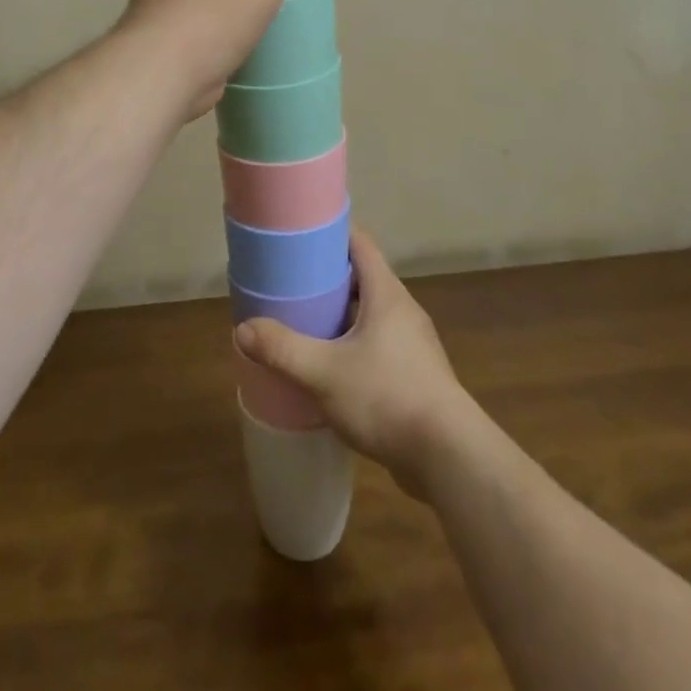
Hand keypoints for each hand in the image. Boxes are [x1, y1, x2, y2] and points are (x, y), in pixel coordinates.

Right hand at [235, 230, 476, 498]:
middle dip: (328, 277)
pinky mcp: (415, 374)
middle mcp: (403, 310)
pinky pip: (378, 344)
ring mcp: (412, 344)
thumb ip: (283, 350)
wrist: (448, 456)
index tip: (301, 235)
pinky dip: (353, 344)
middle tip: (292, 282)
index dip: (332, 233)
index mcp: (387, 294)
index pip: (360, 244)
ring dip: (341, 314)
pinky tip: (330, 367)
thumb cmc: (387, 397)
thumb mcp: (324, 373)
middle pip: (363, 277)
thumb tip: (242, 330)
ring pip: (371, 314)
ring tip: (305, 322)